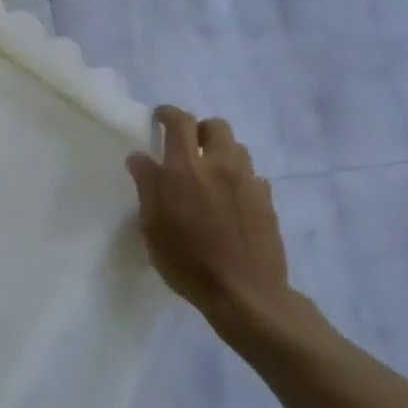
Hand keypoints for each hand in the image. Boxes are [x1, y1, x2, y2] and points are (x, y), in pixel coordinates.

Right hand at [126, 107, 324, 353]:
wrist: (245, 293)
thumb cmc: (187, 260)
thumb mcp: (152, 225)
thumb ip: (147, 185)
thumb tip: (140, 156)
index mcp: (186, 167)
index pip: (179, 121)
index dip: (167, 113)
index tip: (158, 118)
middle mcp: (220, 165)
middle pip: (215, 126)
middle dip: (199, 130)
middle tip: (185, 147)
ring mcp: (248, 182)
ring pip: (236, 148)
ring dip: (220, 152)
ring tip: (208, 174)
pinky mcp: (267, 200)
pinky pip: (251, 175)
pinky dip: (237, 177)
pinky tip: (228, 200)